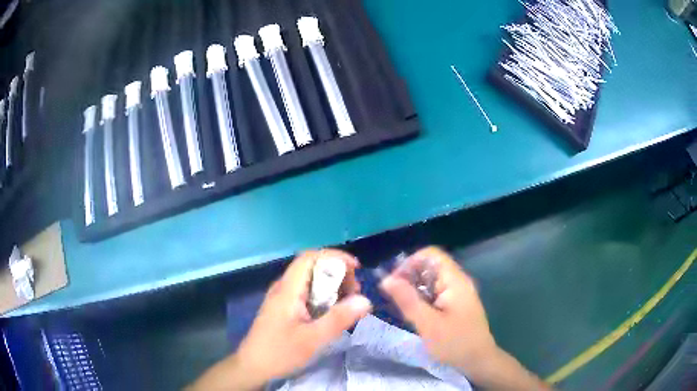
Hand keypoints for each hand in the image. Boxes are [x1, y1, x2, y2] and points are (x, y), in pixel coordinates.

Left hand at [190, 249, 372, 390]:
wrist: (253, 366)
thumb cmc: (280, 352)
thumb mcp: (313, 339)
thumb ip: (339, 318)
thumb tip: (365, 300)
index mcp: (288, 289)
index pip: (310, 257)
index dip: (334, 256)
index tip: (356, 268)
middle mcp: (283, 288)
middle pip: (311, 267)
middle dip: (337, 273)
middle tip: (355, 292)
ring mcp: (282, 297)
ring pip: (310, 280)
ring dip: (331, 285)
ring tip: (347, 302)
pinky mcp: (283, 307)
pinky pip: (306, 293)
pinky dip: (323, 296)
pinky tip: (331, 312)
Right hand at [380, 247, 547, 388]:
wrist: (479, 361)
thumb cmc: (455, 343)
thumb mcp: (428, 324)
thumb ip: (407, 300)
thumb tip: (386, 279)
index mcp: (455, 280)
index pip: (430, 254)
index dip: (409, 263)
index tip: (393, 282)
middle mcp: (457, 281)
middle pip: (430, 266)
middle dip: (409, 276)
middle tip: (392, 297)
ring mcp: (457, 293)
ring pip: (431, 280)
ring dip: (413, 289)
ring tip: (400, 306)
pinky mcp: (455, 304)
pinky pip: (435, 293)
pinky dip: (421, 298)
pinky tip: (413, 313)